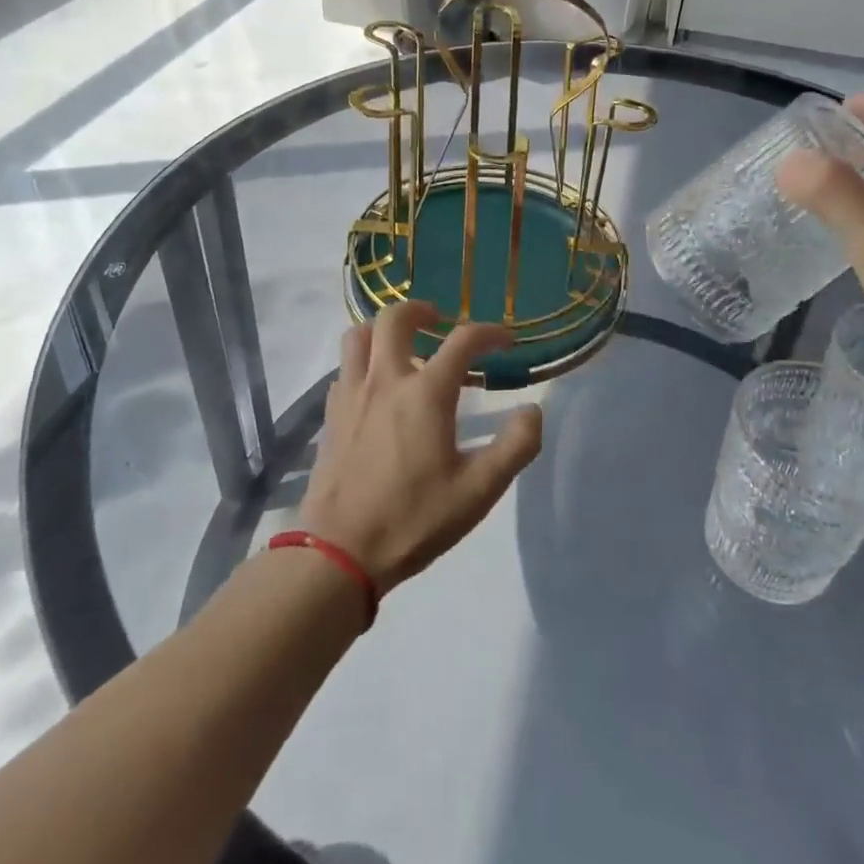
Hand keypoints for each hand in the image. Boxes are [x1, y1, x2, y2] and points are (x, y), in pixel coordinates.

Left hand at [299, 301, 543, 592]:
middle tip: (441, 323)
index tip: (505, 341)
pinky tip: (377, 388)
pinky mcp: (331, 415)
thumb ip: (515, 447)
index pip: (462, 340)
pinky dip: (364, 362)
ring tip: (404, 346)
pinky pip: (345, 368)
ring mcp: (351, 394)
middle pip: (395, 318)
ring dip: (383, 330)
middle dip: (422, 310)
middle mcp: (385, 380)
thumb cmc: (414, 519)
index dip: (489, 333)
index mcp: (425, 393)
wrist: (338, 553)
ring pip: (359, 336)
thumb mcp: (478, 491)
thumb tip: (533, 411)